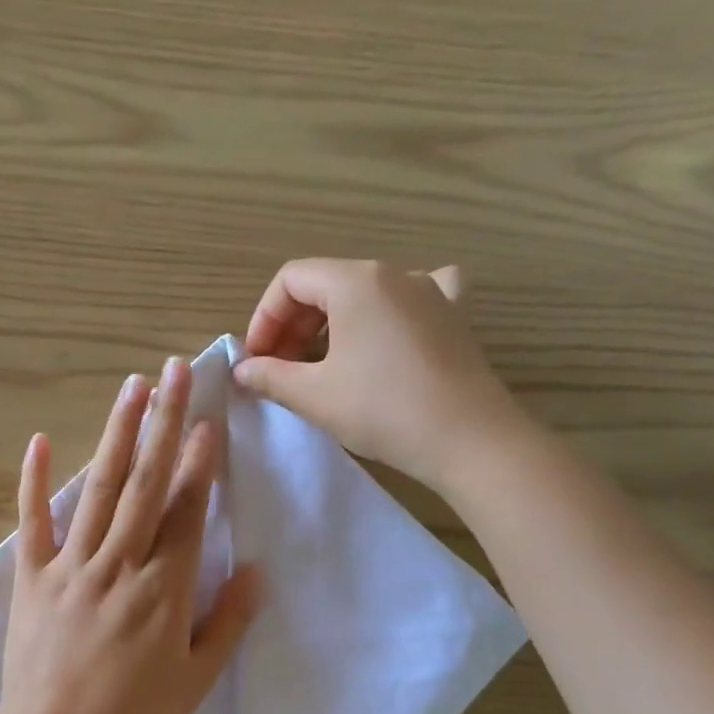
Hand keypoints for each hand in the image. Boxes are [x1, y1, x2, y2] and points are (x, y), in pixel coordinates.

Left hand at [0, 358, 260, 713]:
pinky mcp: (31, 576)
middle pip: (147, 482)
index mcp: (164, 586)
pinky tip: (41, 440)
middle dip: (165, 423)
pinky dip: (35, 481)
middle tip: (175, 371)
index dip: (200, 463)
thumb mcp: (197, 679)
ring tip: (131, 386)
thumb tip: (258, 570)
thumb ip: (228, 621)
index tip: (209, 419)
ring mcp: (71, 565)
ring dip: (117, 434)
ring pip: (99, 488)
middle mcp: (120, 562)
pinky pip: (32, 522)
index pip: (188, 510)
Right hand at [233, 258, 527, 495]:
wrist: (469, 440)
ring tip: (323, 364)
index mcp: (355, 281)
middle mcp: (395, 274)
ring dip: (332, 324)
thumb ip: (269, 376)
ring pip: (365, 293)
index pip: (290, 280)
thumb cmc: (382, 410)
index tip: (257, 359)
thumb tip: (244, 369)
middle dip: (293, 324)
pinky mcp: (455, 316)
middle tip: (281, 369)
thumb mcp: (313, 395)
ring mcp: (432, 291)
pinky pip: (414, 298)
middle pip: (326, 284)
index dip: (264, 318)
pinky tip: (389, 331)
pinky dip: (390, 311)